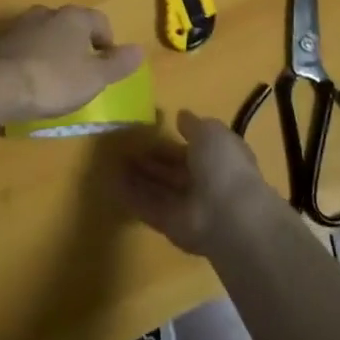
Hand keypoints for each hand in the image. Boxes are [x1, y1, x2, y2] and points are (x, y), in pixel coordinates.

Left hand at [0, 6, 144, 121]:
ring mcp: (21, 26)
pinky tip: (32, 80)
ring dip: (55, 50)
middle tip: (83, 71)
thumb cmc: (53, 80)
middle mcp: (48, 13)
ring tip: (56, 77)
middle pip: (71, 24)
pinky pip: (26, 47)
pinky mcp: (1, 42)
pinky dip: (33, 58)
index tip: (107, 65)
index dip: (108, 42)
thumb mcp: (94, 78)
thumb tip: (139, 50)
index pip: (100, 21)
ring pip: (47, 33)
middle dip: (79, 44)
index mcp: (74, 17)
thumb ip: (117, 64)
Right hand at [120, 110, 279, 254]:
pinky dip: (131, 196)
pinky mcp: (169, 224)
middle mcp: (203, 183)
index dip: (173, 140)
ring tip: (114, 160)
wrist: (228, 217)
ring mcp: (186, 205)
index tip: (150, 130)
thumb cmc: (223, 166)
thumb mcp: (211, 133)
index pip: (193, 149)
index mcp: (219, 159)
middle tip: (125, 146)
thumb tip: (181, 116)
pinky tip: (111, 181)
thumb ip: (194, 125)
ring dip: (138, 176)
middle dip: (152, 159)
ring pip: (159, 188)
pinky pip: (147, 206)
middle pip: (173, 170)